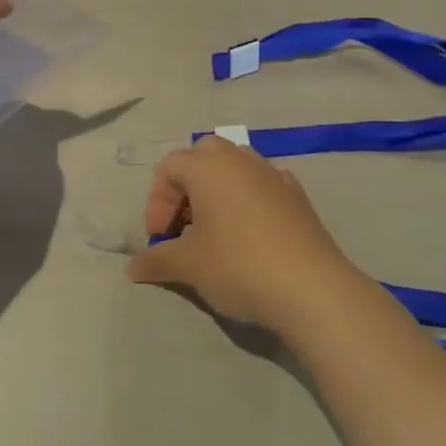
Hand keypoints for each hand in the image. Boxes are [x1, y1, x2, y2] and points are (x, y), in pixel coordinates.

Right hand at [129, 137, 358, 332]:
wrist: (312, 289)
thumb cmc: (239, 266)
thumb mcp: (189, 266)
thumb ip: (157, 259)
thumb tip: (133, 267)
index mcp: (208, 167)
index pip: (169, 166)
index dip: (156, 201)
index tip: (160, 238)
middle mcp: (240, 160)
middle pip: (203, 155)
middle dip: (187, 186)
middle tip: (183, 224)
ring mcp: (273, 175)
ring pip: (236, 167)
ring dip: (217, 190)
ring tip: (214, 230)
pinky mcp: (298, 197)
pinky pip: (263, 185)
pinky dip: (248, 200)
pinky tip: (250, 231)